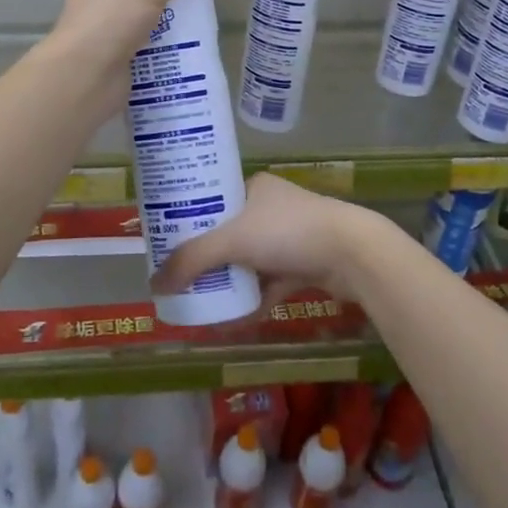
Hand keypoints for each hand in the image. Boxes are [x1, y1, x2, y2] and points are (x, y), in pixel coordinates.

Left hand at [40, 0, 222, 119]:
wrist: (83, 81)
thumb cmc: (107, 24)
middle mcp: (90, 7)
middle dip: (158, 0)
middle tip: (190, 2)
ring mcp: (99, 39)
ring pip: (136, 28)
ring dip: (160, 31)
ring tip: (194, 30)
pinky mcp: (109, 66)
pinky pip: (139, 56)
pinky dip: (157, 57)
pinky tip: (182, 57)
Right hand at [152, 174, 393, 303]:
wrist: (352, 254)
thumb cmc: (288, 232)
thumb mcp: (233, 240)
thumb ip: (193, 260)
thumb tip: (155, 283)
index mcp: (253, 188)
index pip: (213, 199)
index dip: (189, 220)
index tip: (166, 242)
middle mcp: (270, 208)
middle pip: (228, 234)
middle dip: (206, 257)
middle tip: (179, 276)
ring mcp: (288, 237)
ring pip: (248, 261)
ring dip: (228, 281)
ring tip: (199, 299)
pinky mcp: (304, 265)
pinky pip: (269, 283)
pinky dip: (252, 299)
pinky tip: (232, 319)